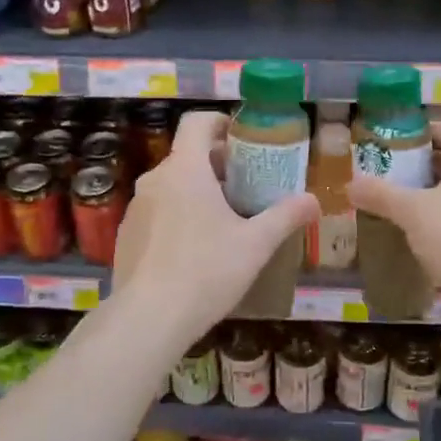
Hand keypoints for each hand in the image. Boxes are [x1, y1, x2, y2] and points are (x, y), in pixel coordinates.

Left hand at [111, 110, 318, 335]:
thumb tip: (314, 200)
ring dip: (197, 192)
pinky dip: (177, 216)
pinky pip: (157, 212)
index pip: (197, 122)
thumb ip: (286, 217)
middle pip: (187, 155)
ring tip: (224, 221)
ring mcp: (136, 208)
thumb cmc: (206, 271)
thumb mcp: (255, 245)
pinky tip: (195, 250)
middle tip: (247, 186)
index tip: (244, 139)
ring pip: (171, 185)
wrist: (149, 319)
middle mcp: (154, 179)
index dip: (221, 122)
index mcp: (185, 170)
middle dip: (218, 164)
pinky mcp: (126, 235)